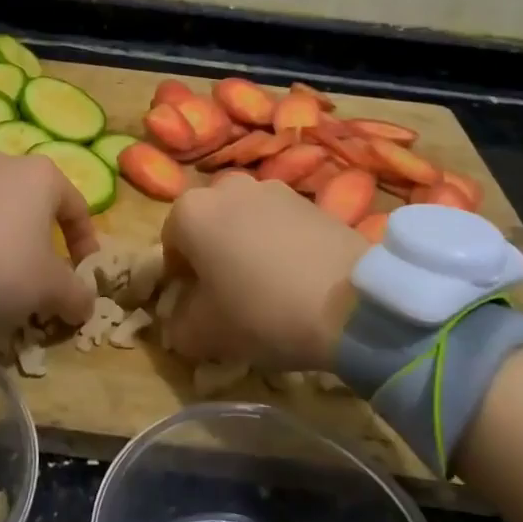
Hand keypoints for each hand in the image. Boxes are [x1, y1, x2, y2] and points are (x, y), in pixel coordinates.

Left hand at [0, 153, 98, 329]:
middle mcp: (4, 161)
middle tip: (38, 271)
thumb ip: (76, 294)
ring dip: (2, 232)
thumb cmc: (6, 264)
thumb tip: (85, 304)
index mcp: (42, 174)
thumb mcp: (52, 288)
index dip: (84, 242)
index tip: (82, 271)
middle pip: (33, 201)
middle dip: (39, 235)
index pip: (76, 207)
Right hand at [161, 175, 365, 369]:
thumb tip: (178, 322)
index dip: (181, 280)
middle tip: (231, 295)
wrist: (352, 302)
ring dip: (246, 245)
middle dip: (213, 255)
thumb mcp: (206, 334)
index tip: (199, 308)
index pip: (170, 245)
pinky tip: (297, 277)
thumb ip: (178, 326)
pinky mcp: (309, 199)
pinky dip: (279, 243)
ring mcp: (271, 188)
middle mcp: (225, 187)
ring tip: (269, 286)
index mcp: (190, 211)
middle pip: (208, 226)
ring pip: (244, 221)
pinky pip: (279, 223)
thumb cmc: (263, 311)